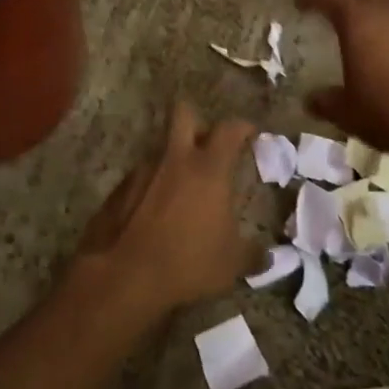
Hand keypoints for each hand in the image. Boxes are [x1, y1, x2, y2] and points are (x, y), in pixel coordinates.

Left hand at [75, 103, 259, 316]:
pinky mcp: (119, 188)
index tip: (250, 133)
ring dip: (173, 159)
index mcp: (208, 169)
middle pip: (183, 113)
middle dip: (197, 121)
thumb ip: (253, 255)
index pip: (229, 130)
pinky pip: (142, 175)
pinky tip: (156, 212)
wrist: (123, 275)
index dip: (242, 127)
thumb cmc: (187, 262)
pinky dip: (152, 186)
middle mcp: (174, 159)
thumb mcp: (231, 264)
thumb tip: (268, 257)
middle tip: (207, 144)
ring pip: (161, 148)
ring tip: (182, 189)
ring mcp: (142, 170)